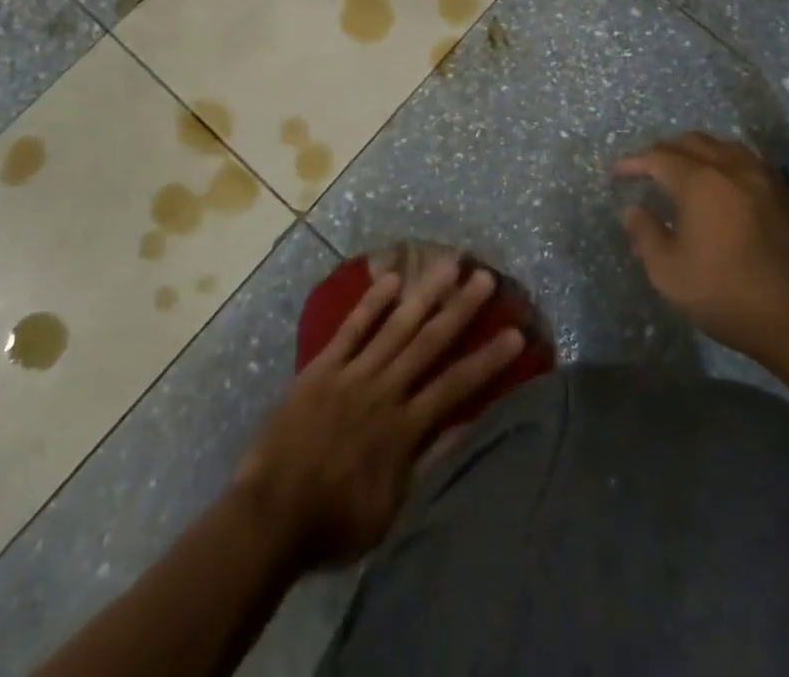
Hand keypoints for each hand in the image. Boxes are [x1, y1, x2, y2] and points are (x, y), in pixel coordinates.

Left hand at [233, 257, 523, 566]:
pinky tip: (391, 279)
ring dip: (425, 294)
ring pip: (396, 326)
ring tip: (448, 265)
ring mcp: (352, 374)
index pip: (456, 386)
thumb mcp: (392, 510)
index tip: (516, 333)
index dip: (488, 360)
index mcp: (404, 429)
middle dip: (460, 309)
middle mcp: (385, 391)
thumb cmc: (334, 522)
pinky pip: (351, 329)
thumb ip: (428, 464)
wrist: (271, 514)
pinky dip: (372, 304)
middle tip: (485, 278)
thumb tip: (465, 426)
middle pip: (430, 343)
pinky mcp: (322, 367)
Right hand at [616, 132, 788, 377]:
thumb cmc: (730, 296)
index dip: (634, 162)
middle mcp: (733, 168)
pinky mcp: (788, 195)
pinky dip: (725, 162)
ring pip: (724, 146)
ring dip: (697, 151)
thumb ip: (646, 235)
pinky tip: (723, 183)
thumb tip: (634, 209)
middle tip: (647, 167)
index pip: (658, 157)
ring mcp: (766, 178)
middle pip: (692, 142)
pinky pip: (748, 161)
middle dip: (663, 150)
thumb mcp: (670, 274)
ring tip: (683, 169)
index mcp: (700, 182)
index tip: (618, 172)